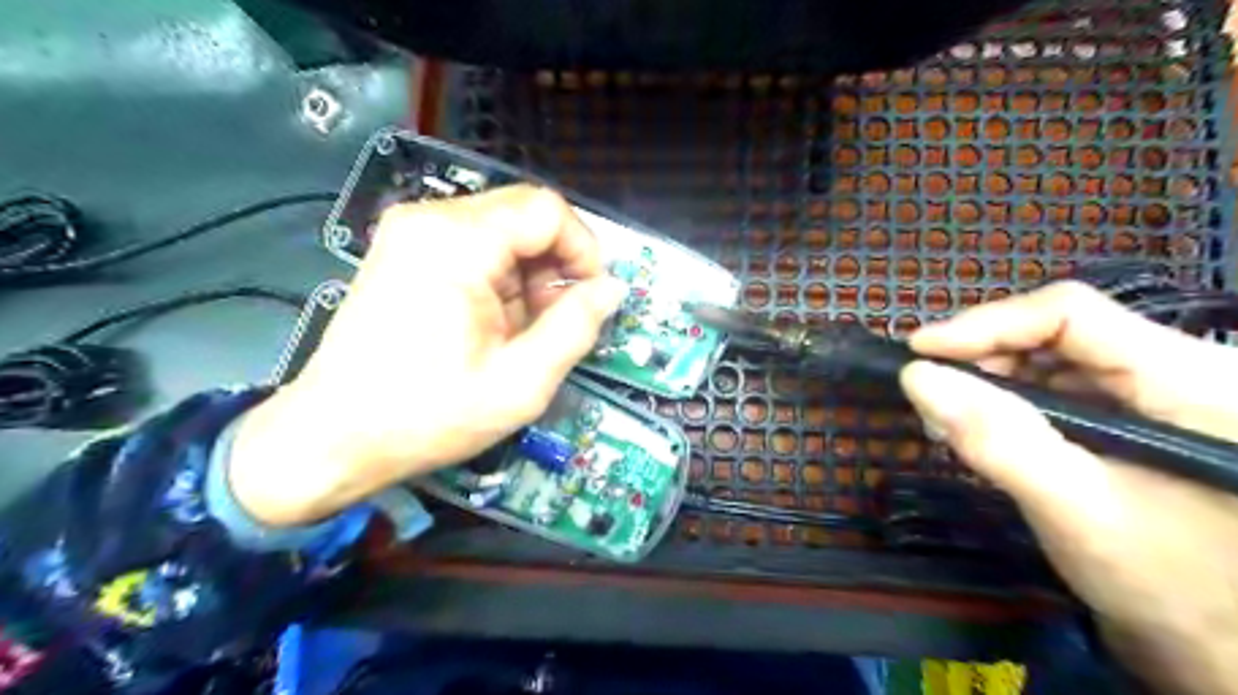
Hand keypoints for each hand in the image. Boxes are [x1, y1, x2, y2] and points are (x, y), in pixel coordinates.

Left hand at [225, 184, 629, 527]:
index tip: (592, 298)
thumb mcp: (520, 384)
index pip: (547, 209)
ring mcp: (412, 232)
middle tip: (558, 320)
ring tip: (525, 330)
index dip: (583, 249)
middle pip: (525, 215)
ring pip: (504, 231)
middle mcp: (430, 219)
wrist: (332, 436)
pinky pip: (477, 246)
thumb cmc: (427, 416)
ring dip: (530, 275)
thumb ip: (575, 329)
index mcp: (455, 241)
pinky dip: (502, 278)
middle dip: (556, 264)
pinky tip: (496, 322)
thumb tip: (612, 289)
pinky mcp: (406, 251)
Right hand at [903, 280, 1237, 691]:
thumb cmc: (1173, 587)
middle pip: (1060, 332)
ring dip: (992, 379)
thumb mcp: (1076, 509)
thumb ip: (997, 438)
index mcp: (1192, 378)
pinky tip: (983, 428)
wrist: (1225, 651)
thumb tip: (916, 376)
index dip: (986, 324)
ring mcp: (1161, 395)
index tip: (919, 351)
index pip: (1070, 314)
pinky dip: (1012, 403)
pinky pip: (1062, 389)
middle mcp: (1182, 370)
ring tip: (947, 414)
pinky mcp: (1139, 419)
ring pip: (1055, 358)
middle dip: (983, 355)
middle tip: (928, 389)